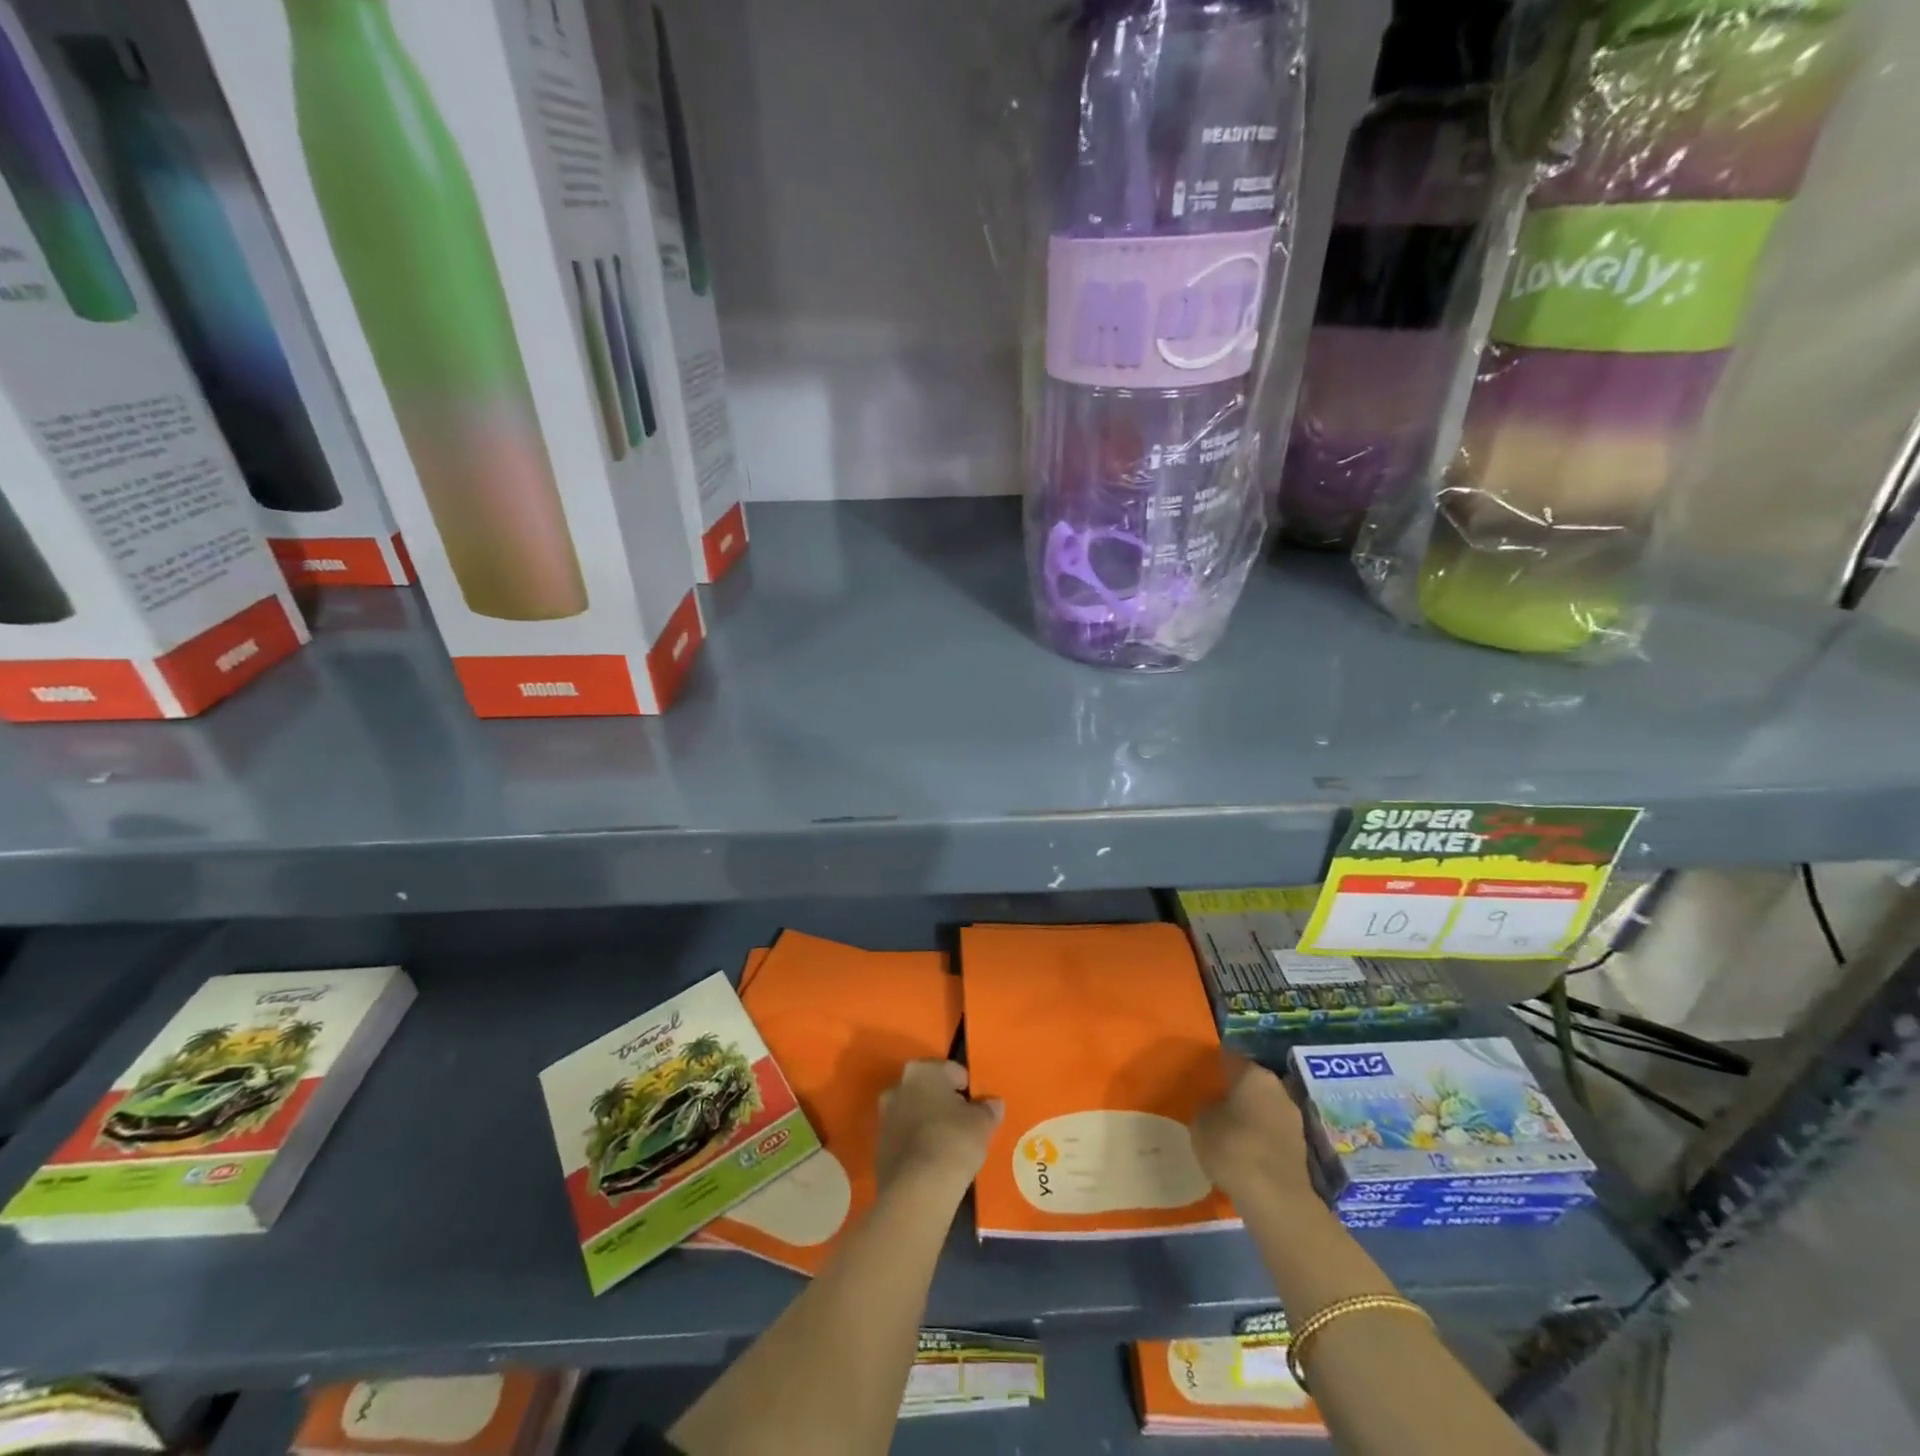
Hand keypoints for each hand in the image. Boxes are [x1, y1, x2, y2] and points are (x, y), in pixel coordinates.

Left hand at [876, 1060, 1002, 1202]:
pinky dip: (918, 1144)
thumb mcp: (982, 1124)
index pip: (953, 1071)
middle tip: (965, 1125)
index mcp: (922, 1070)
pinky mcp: (878, 1147)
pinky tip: (933, 1162)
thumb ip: (988, 1109)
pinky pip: (905, 1137)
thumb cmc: (953, 1142)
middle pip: (930, 1090)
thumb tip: (993, 1104)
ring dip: (929, 1123)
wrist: (917, 1190)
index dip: (969, 1089)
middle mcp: (898, 1086)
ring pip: (915, 1113)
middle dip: (945, 1103)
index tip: (979, 1109)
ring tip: (950, 1146)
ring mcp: (884, 1116)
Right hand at [1191, 1053, 1317, 1208]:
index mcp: (1254, 1074)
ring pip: (1264, 1109)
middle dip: (1235, 1092)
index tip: (1202, 1077)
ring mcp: (1294, 1119)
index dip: (1214, 1066)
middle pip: (1251, 1083)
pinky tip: (1244, 1152)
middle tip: (1213, 1103)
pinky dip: (1259, 1138)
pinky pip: (1272, 1133)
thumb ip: (1207, 1107)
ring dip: (1249, 1116)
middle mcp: (1278, 1089)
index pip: (1230, 1059)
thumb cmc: (1232, 1147)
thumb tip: (1214, 1107)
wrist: (1275, 1198)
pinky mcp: (1300, 1148)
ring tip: (1227, 1130)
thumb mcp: (1201, 1122)